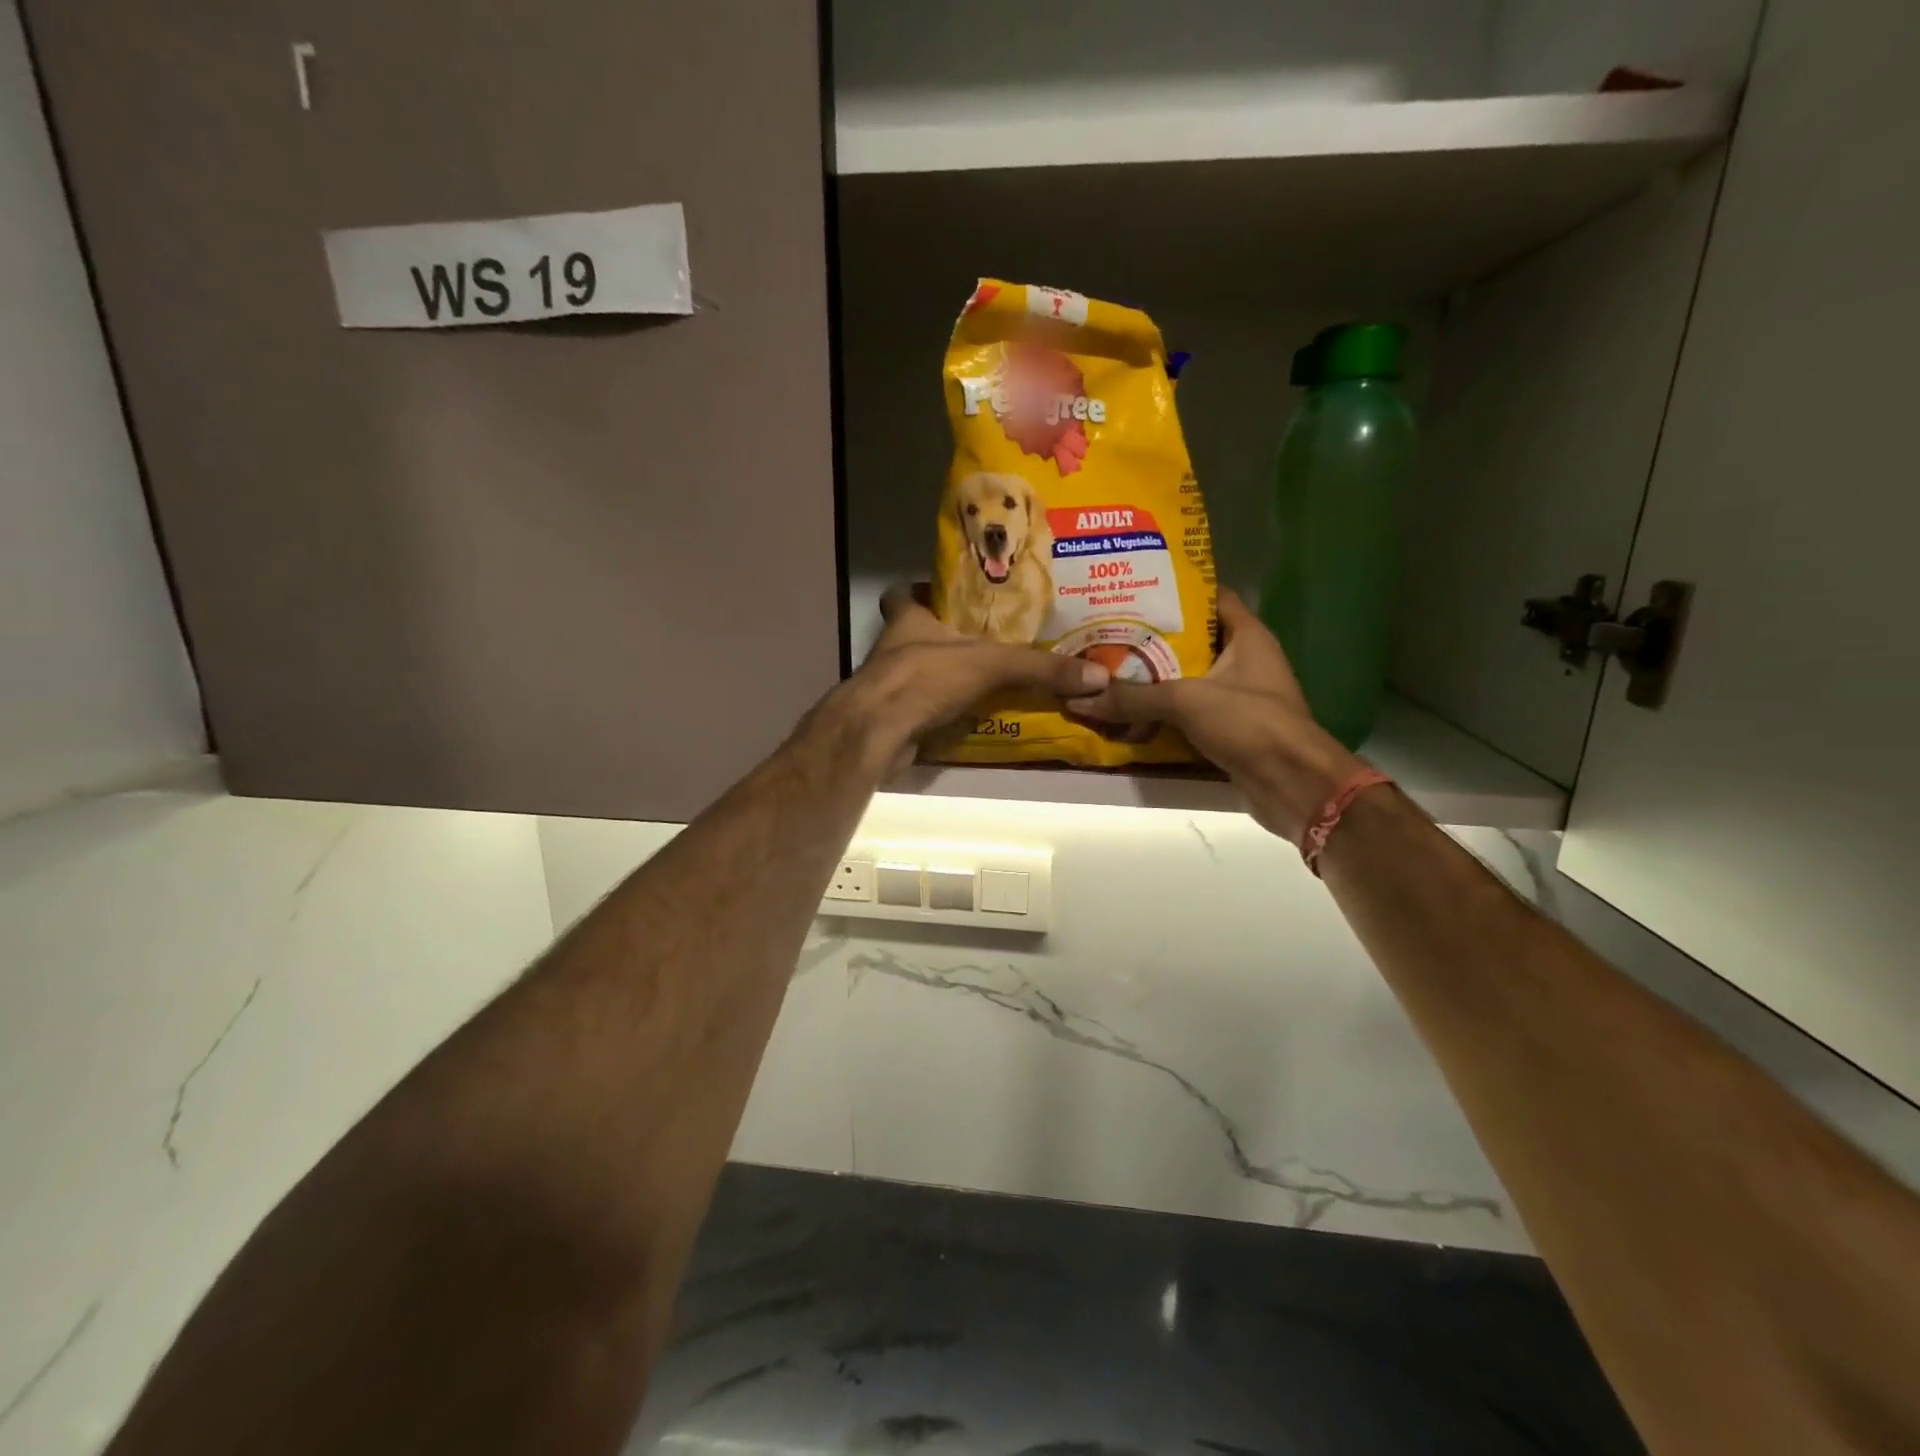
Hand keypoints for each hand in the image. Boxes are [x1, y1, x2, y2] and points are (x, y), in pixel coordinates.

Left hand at [823, 585, 1109, 773]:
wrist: (879, 731)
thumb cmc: (926, 677)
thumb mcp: (990, 664)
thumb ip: (1040, 668)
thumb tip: (1097, 675)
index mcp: (907, 620)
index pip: (903, 593)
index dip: (921, 591)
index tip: (950, 597)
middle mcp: (892, 648)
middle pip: (914, 634)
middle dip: (944, 638)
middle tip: (984, 641)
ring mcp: (889, 685)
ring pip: (918, 673)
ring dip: (945, 677)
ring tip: (986, 679)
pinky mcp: (892, 718)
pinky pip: (923, 709)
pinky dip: (943, 712)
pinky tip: (970, 718)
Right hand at [1070, 589, 1365, 840]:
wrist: (1292, 784)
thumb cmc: (1250, 723)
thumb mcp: (1186, 701)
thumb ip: (1133, 697)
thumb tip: (1078, 698)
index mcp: (1246, 636)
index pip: (1210, 596)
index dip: (1175, 589)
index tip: (1133, 588)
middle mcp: (1243, 660)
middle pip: (1192, 638)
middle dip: (1151, 637)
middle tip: (1108, 631)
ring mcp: (1236, 695)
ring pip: (1186, 677)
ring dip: (1152, 677)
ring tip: (1108, 668)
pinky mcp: (1227, 727)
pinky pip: (1187, 711)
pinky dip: (1161, 711)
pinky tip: (1127, 710)